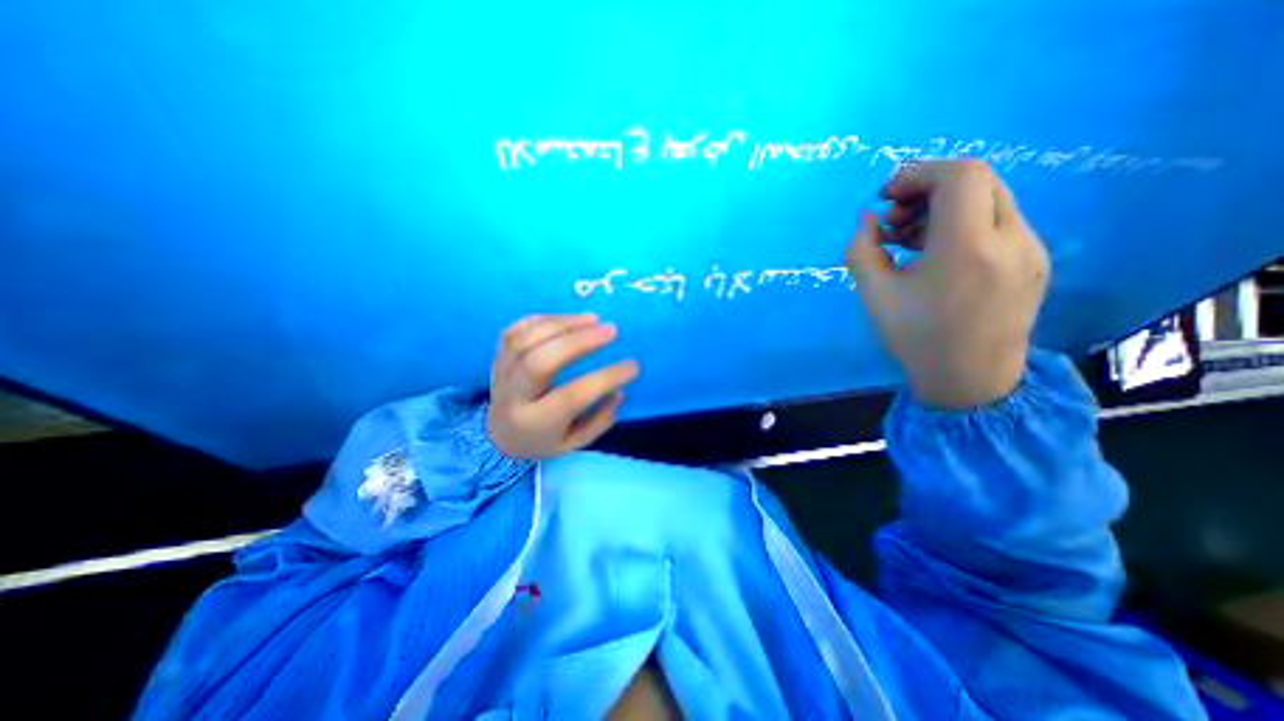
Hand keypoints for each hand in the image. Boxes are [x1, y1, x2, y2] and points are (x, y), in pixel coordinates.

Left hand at [484, 312, 638, 457]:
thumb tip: (619, 391)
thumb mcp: (574, 443)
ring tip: (592, 319)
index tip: (633, 366)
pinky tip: (566, 319)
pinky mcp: (497, 357)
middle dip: (578, 341)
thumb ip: (599, 420)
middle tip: (610, 330)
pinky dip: (541, 320)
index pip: (571, 397)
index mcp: (535, 422)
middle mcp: (513, 397)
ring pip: (524, 340)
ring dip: (561, 324)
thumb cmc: (543, 440)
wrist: (498, 436)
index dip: (605, 379)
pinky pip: (513, 331)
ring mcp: (501, 374)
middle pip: (540, 361)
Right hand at [852, 162, 1046, 407]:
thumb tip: (867, 219)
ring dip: (944, 207)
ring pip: (989, 199)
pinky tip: (936, 254)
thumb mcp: (873, 295)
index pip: (959, 175)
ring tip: (909, 239)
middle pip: (977, 180)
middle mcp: (1011, 238)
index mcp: (968, 247)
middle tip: (894, 221)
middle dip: (927, 189)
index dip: (918, 174)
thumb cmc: (915, 338)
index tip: (886, 197)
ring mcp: (1030, 249)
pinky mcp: (1034, 261)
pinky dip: (962, 224)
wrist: (968, 379)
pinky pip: (999, 222)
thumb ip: (861, 250)